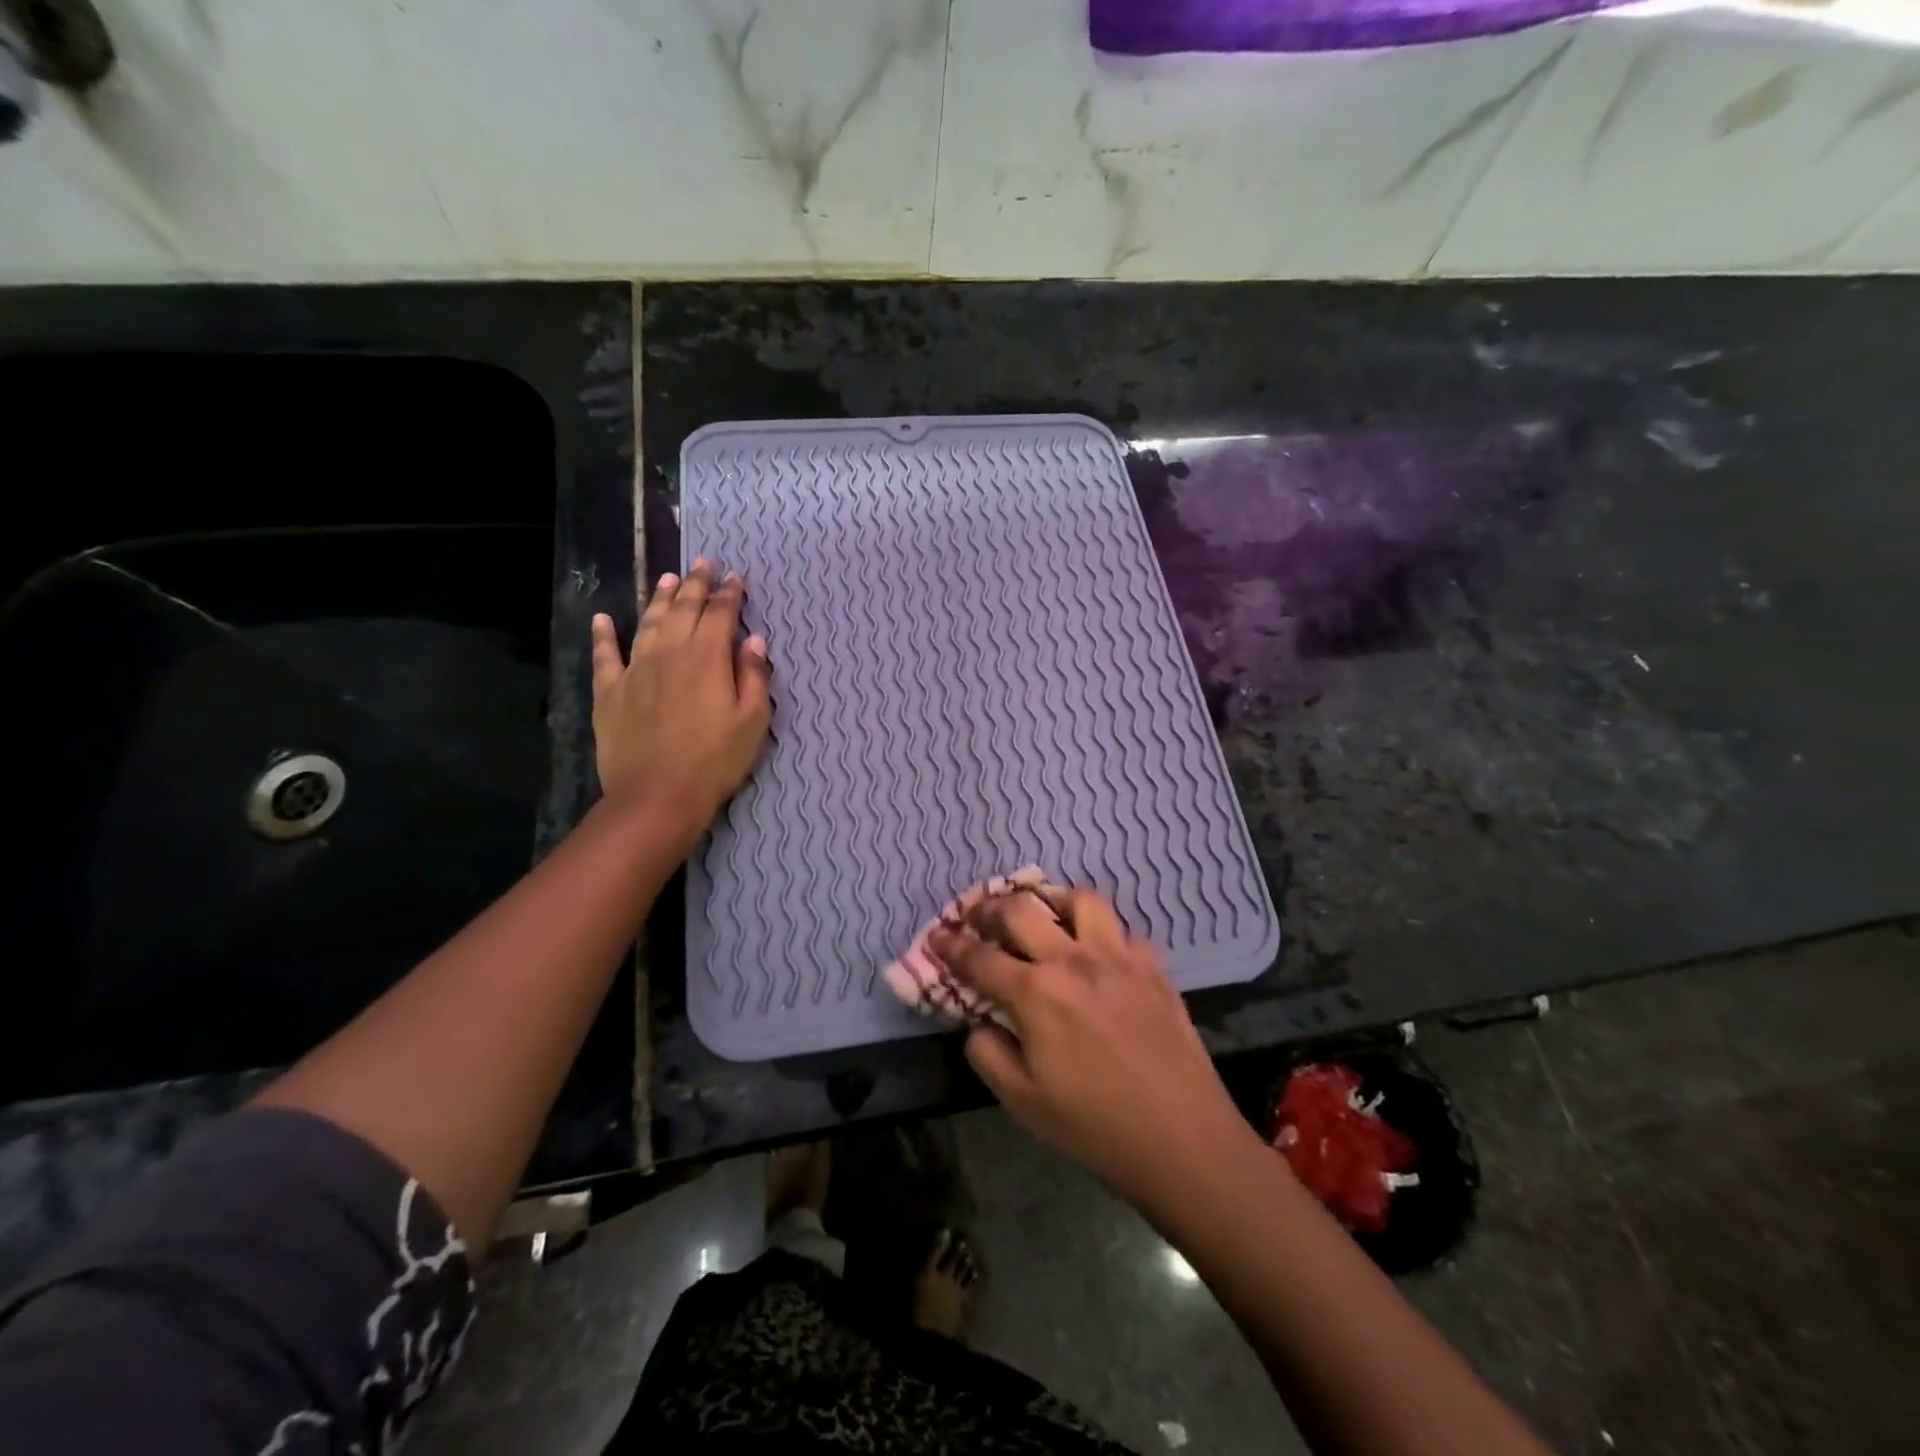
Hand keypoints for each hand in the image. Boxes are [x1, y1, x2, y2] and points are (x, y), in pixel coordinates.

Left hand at [589, 559, 771, 828]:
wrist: (657, 796)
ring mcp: (635, 670)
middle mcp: (670, 653)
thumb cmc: (715, 761)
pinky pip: (605, 655)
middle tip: (703, 563)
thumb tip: (754, 641)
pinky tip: (603, 618)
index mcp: (707, 659)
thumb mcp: (752, 722)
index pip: (721, 615)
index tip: (736, 577)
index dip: (730, 594)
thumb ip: (754, 677)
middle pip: (684, 610)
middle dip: (696, 584)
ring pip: (649, 623)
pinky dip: (604, 634)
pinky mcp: (610, 691)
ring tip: (668, 579)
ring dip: (660, 598)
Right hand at [931, 888, 1255, 1209]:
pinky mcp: (1154, 967)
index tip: (937, 937)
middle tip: (979, 917)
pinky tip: (1100, 955)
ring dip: (1053, 902)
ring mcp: (1119, 958)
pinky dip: (1103, 934)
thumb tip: (979, 1023)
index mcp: (1036, 992)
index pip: (980, 958)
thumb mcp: (1022, 1101)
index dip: (951, 946)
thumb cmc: (1094, 1127)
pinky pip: (1123, 932)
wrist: (1183, 1140)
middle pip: (1022, 911)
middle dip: (990, 908)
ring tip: (1045, 916)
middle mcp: (1074, 960)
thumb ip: (988, 1053)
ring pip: (1080, 901)